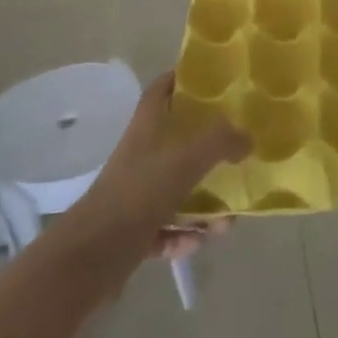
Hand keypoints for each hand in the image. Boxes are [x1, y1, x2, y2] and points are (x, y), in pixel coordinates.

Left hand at [66, 73, 247, 259]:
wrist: (89, 258)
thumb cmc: (137, 195)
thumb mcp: (185, 161)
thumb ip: (220, 142)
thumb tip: (247, 136)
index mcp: (146, 129)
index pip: (161, 90)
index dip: (182, 79)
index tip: (211, 78)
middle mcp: (140, 156)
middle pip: (177, 142)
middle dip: (209, 151)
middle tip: (237, 154)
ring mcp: (135, 195)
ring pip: (177, 191)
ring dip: (204, 206)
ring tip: (227, 222)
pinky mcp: (133, 231)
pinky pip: (167, 227)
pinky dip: (185, 235)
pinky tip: (198, 242)